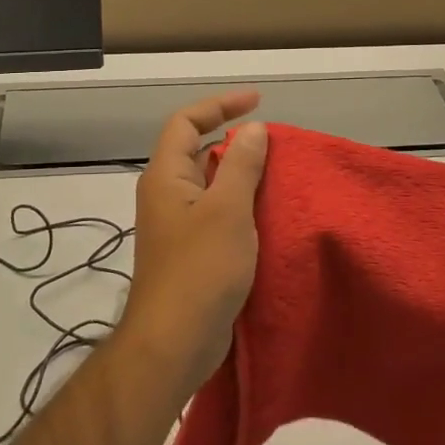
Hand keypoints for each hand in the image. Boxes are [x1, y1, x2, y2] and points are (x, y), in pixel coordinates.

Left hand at [121, 94, 268, 398]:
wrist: (174, 343)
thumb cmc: (200, 270)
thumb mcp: (228, 210)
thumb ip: (241, 165)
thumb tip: (254, 129)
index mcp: (166, 176)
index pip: (186, 122)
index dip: (220, 105)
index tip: (258, 101)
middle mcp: (166, 194)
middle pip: (197, 151)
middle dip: (235, 141)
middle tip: (274, 144)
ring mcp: (177, 225)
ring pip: (210, 184)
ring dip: (241, 175)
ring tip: (278, 174)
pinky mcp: (190, 251)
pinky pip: (216, 213)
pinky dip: (240, 205)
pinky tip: (267, 214)